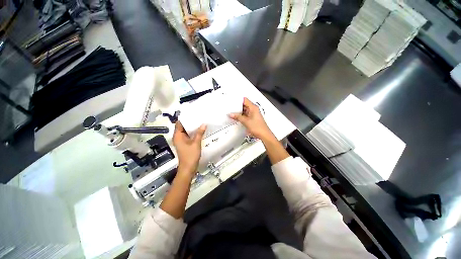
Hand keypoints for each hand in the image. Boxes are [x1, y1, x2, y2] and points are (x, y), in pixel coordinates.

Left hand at [173, 121, 206, 174]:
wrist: (188, 168)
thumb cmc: (190, 155)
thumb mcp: (196, 143)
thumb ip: (199, 133)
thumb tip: (204, 124)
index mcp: (178, 136)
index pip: (179, 123)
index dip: (185, 118)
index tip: (192, 113)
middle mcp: (178, 137)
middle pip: (182, 127)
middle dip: (190, 122)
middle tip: (198, 116)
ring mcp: (181, 141)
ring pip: (186, 131)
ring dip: (192, 127)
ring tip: (199, 121)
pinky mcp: (185, 144)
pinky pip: (188, 135)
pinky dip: (193, 132)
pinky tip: (199, 130)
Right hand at [229, 97, 274, 140]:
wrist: (263, 135)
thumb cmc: (258, 127)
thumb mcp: (246, 121)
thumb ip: (237, 117)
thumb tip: (231, 114)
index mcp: (253, 107)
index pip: (244, 100)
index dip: (238, 100)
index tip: (232, 101)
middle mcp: (253, 110)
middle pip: (244, 105)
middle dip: (237, 106)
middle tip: (230, 107)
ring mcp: (252, 114)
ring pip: (244, 110)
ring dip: (238, 111)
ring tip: (231, 112)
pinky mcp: (252, 119)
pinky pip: (245, 115)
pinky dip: (240, 116)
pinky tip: (236, 117)